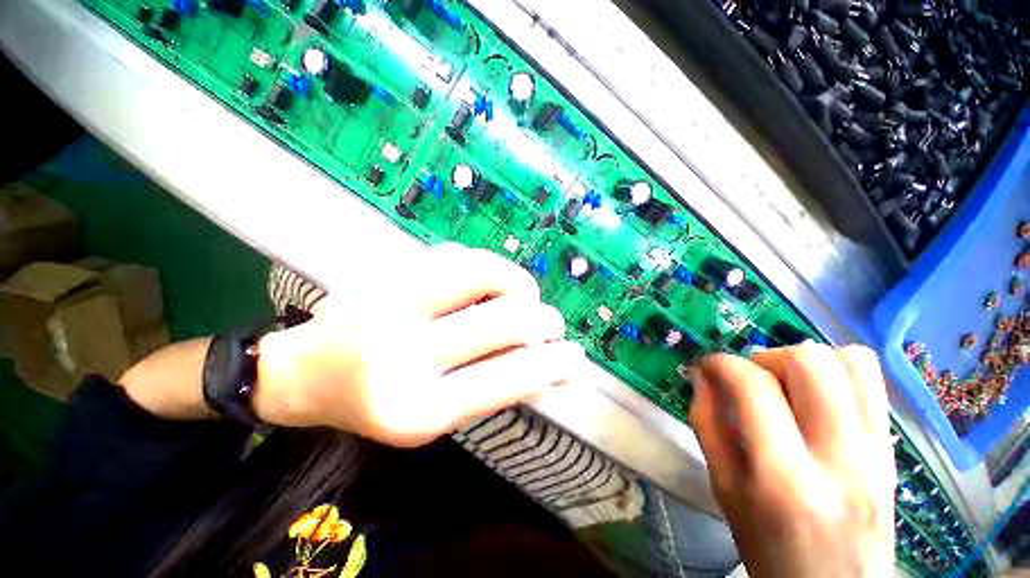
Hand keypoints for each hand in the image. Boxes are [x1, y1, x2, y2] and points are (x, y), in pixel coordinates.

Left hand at [255, 243, 585, 446]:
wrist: (304, 373)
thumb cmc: (374, 404)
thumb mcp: (433, 416)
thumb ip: (488, 388)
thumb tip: (545, 363)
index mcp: (415, 410)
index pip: (505, 379)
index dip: (551, 365)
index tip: (575, 357)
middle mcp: (401, 354)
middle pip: (503, 320)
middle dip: (543, 320)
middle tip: (550, 323)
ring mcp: (390, 302)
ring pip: (484, 271)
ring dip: (518, 283)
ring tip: (522, 296)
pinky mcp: (383, 271)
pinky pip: (456, 254)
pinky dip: (485, 266)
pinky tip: (484, 281)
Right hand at [690, 344, 895, 577]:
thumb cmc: (769, 549)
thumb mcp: (724, 489)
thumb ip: (707, 424)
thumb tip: (703, 375)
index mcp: (785, 478)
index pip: (754, 387)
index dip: (721, 363)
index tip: (708, 368)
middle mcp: (841, 458)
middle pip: (810, 361)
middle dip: (767, 358)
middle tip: (752, 381)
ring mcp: (878, 452)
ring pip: (851, 361)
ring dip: (806, 363)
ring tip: (787, 388)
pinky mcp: (893, 450)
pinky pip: (873, 382)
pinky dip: (838, 373)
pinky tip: (817, 398)